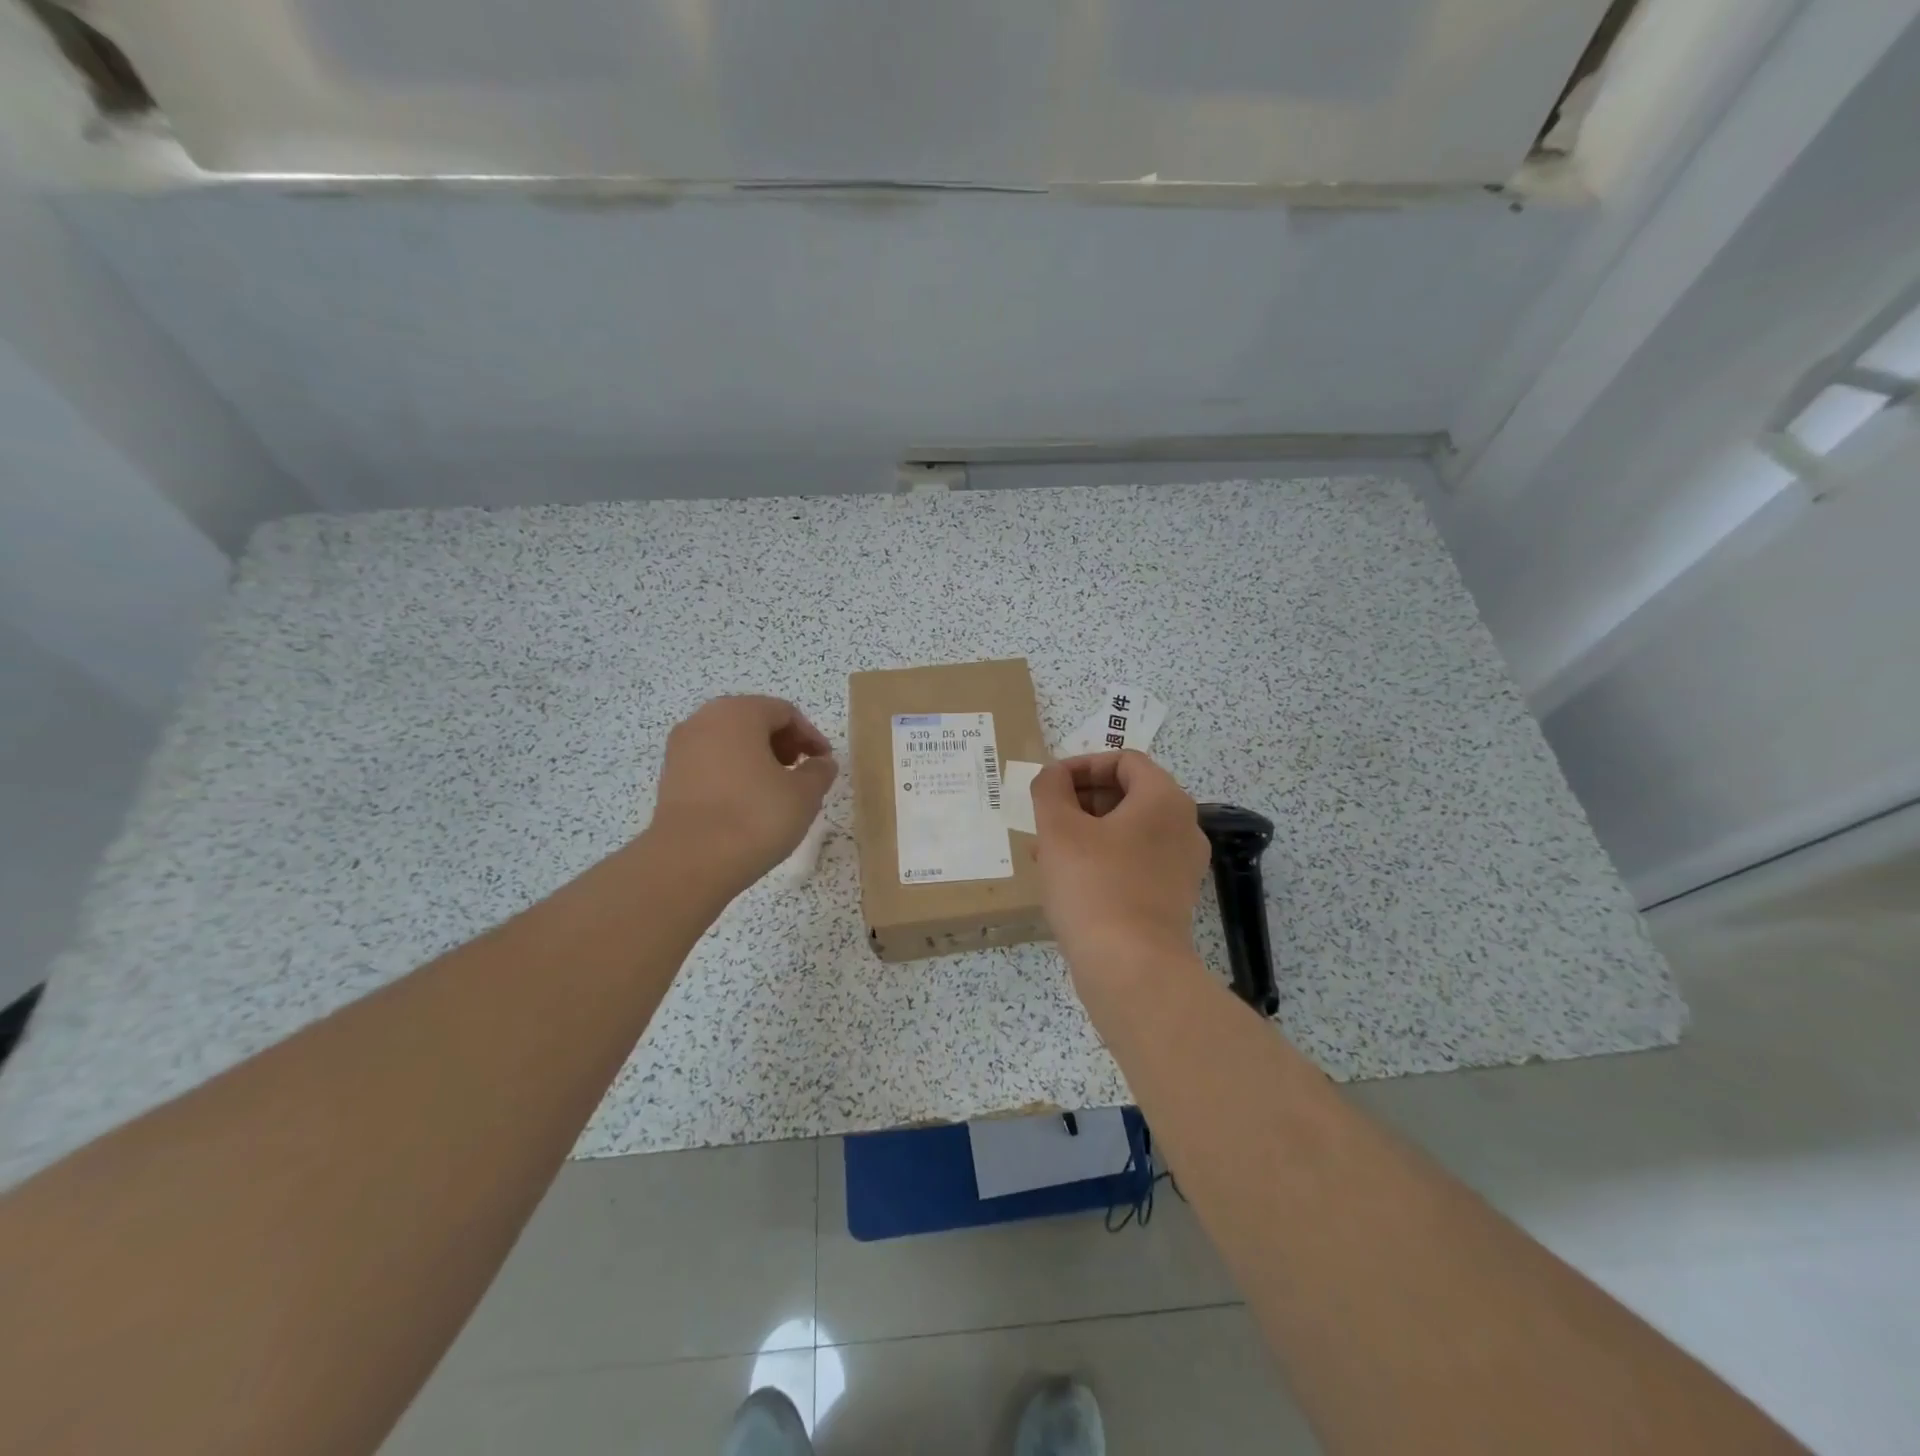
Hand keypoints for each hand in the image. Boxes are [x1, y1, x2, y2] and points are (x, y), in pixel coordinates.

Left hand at [649, 696, 837, 892]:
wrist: (690, 861)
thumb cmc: (755, 817)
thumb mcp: (804, 794)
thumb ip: (819, 771)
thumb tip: (821, 763)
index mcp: (739, 712)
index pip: (785, 712)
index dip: (811, 736)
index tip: (825, 763)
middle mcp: (704, 720)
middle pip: (754, 721)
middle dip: (783, 744)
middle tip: (802, 773)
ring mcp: (681, 748)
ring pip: (730, 742)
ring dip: (757, 759)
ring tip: (776, 791)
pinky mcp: (670, 777)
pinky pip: (711, 763)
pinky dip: (733, 774)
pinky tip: (747, 803)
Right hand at [1030, 751, 1211, 983]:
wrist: (1131, 967)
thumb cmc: (1094, 886)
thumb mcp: (1059, 829)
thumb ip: (1051, 789)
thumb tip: (1053, 775)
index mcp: (1164, 799)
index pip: (1124, 760)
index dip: (1081, 765)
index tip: (1049, 785)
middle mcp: (1183, 825)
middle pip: (1127, 793)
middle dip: (1080, 800)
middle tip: (1044, 817)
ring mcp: (1181, 864)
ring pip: (1127, 830)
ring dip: (1085, 830)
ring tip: (1045, 849)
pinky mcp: (1172, 896)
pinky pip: (1134, 860)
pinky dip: (1102, 858)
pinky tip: (1066, 878)